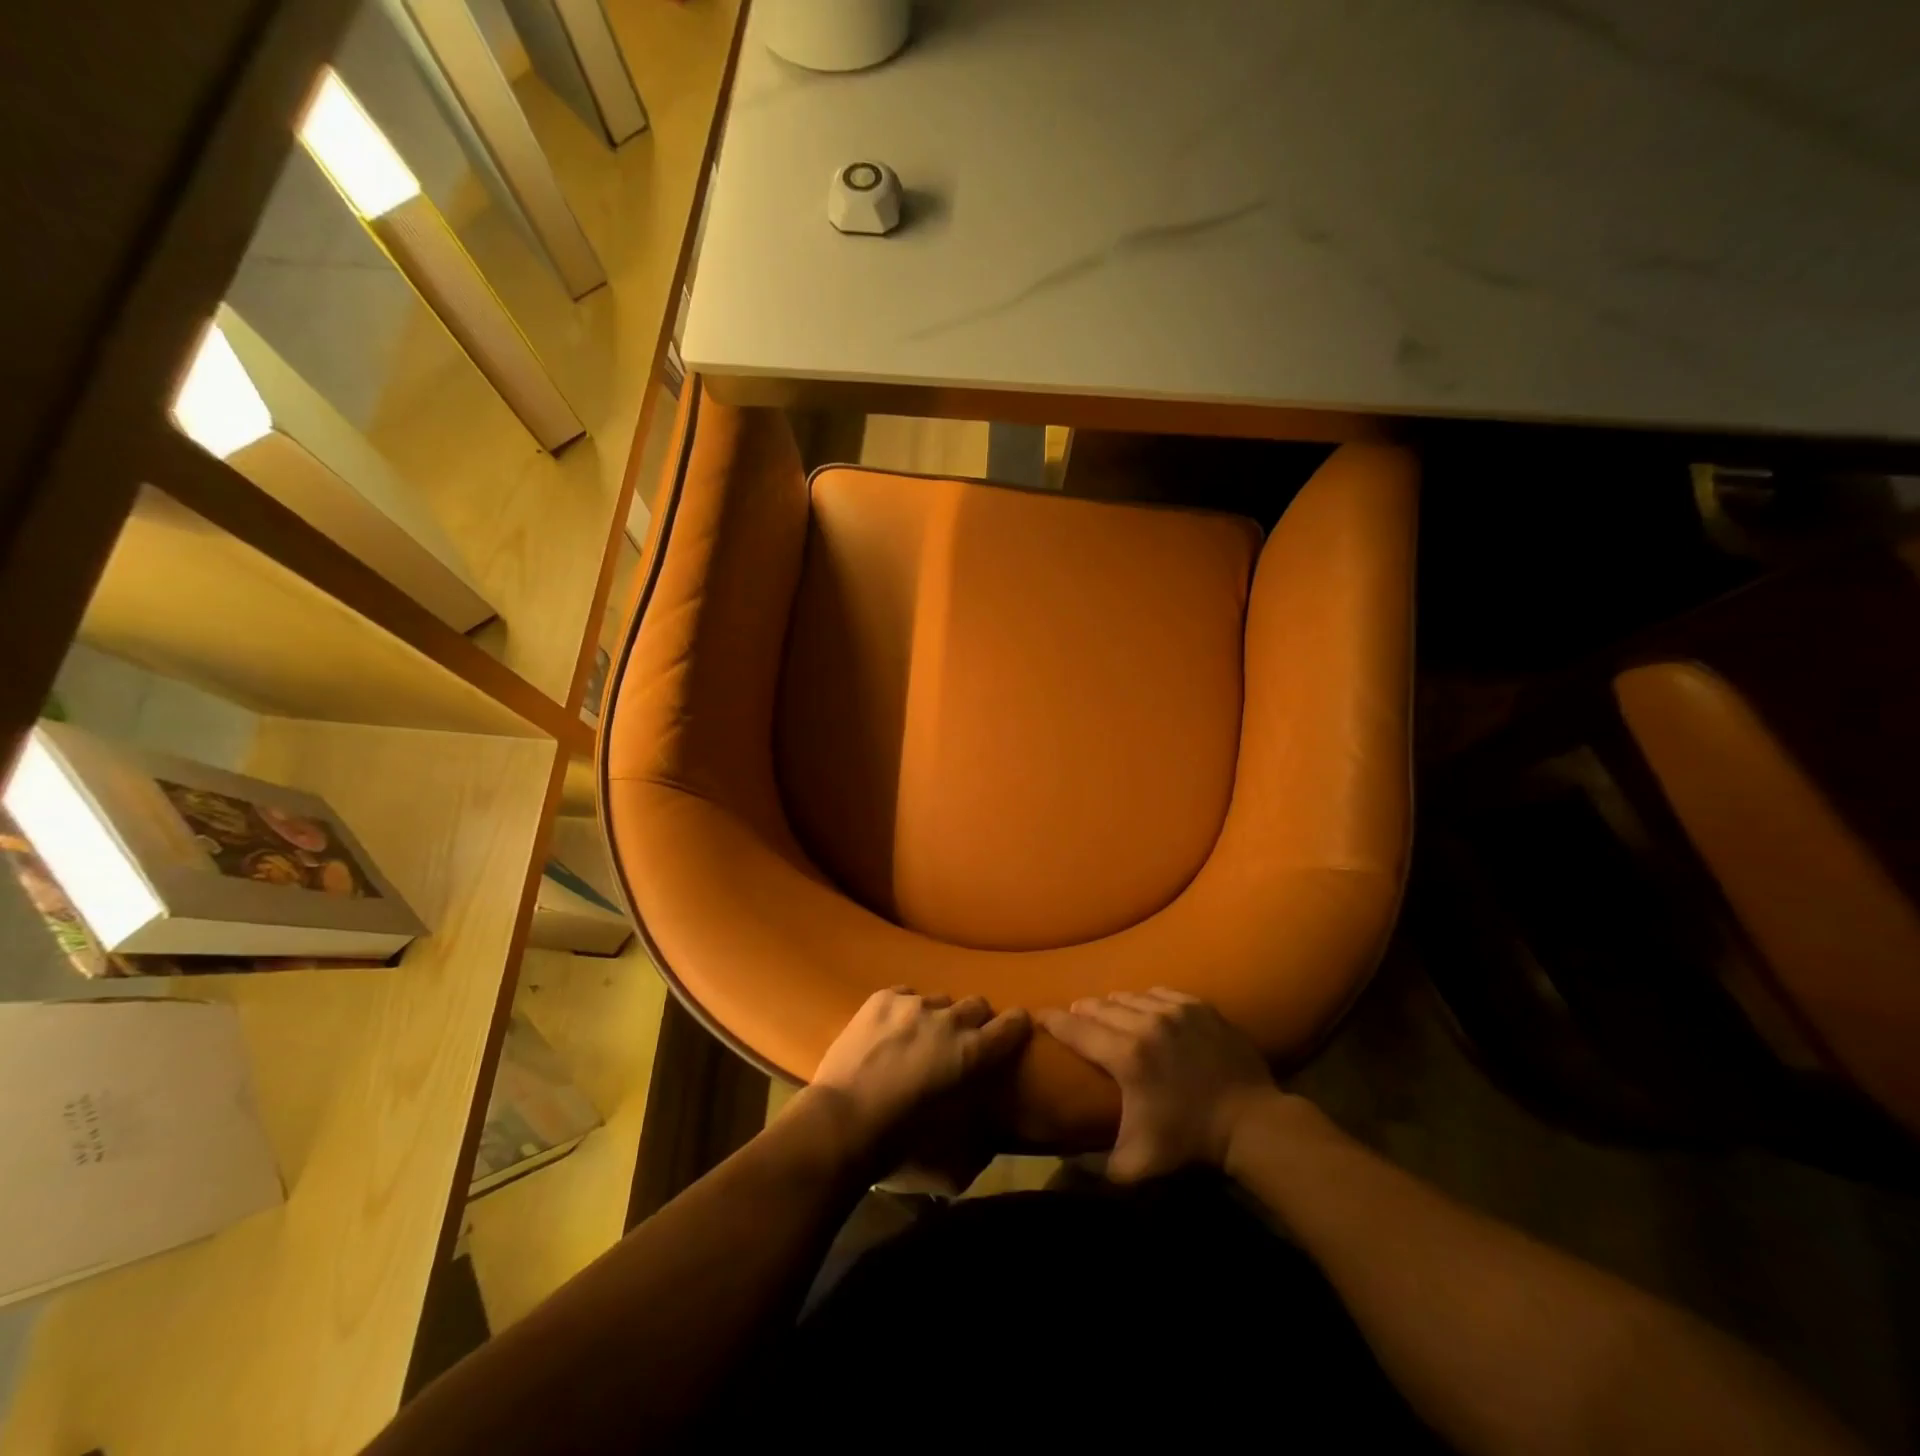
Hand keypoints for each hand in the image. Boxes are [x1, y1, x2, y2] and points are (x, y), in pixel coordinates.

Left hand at [810, 987, 1030, 1159]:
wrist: (841, 1122)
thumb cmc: (899, 1146)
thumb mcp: (951, 1155)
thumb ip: (976, 1138)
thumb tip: (986, 1138)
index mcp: (972, 1053)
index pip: (1011, 1025)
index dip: (1015, 1025)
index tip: (1015, 1028)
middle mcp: (948, 1020)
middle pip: (975, 1004)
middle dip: (974, 1020)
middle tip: (959, 1041)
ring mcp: (913, 1004)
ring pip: (938, 999)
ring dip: (935, 1016)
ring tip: (918, 1037)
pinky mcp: (882, 998)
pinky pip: (905, 994)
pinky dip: (904, 1010)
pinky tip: (891, 1029)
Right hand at [1040, 990, 1277, 1180]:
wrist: (1252, 1122)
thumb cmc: (1190, 1143)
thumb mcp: (1137, 1164)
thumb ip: (1095, 1170)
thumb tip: (1061, 1177)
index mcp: (1126, 1056)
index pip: (1075, 1028)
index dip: (1052, 1021)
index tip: (1038, 1016)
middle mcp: (1145, 1022)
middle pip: (1100, 1006)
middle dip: (1082, 1011)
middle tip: (1073, 1017)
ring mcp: (1175, 1010)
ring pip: (1129, 996)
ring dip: (1112, 1004)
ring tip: (1106, 1011)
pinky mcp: (1198, 1006)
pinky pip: (1160, 992)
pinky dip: (1145, 998)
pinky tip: (1144, 1006)